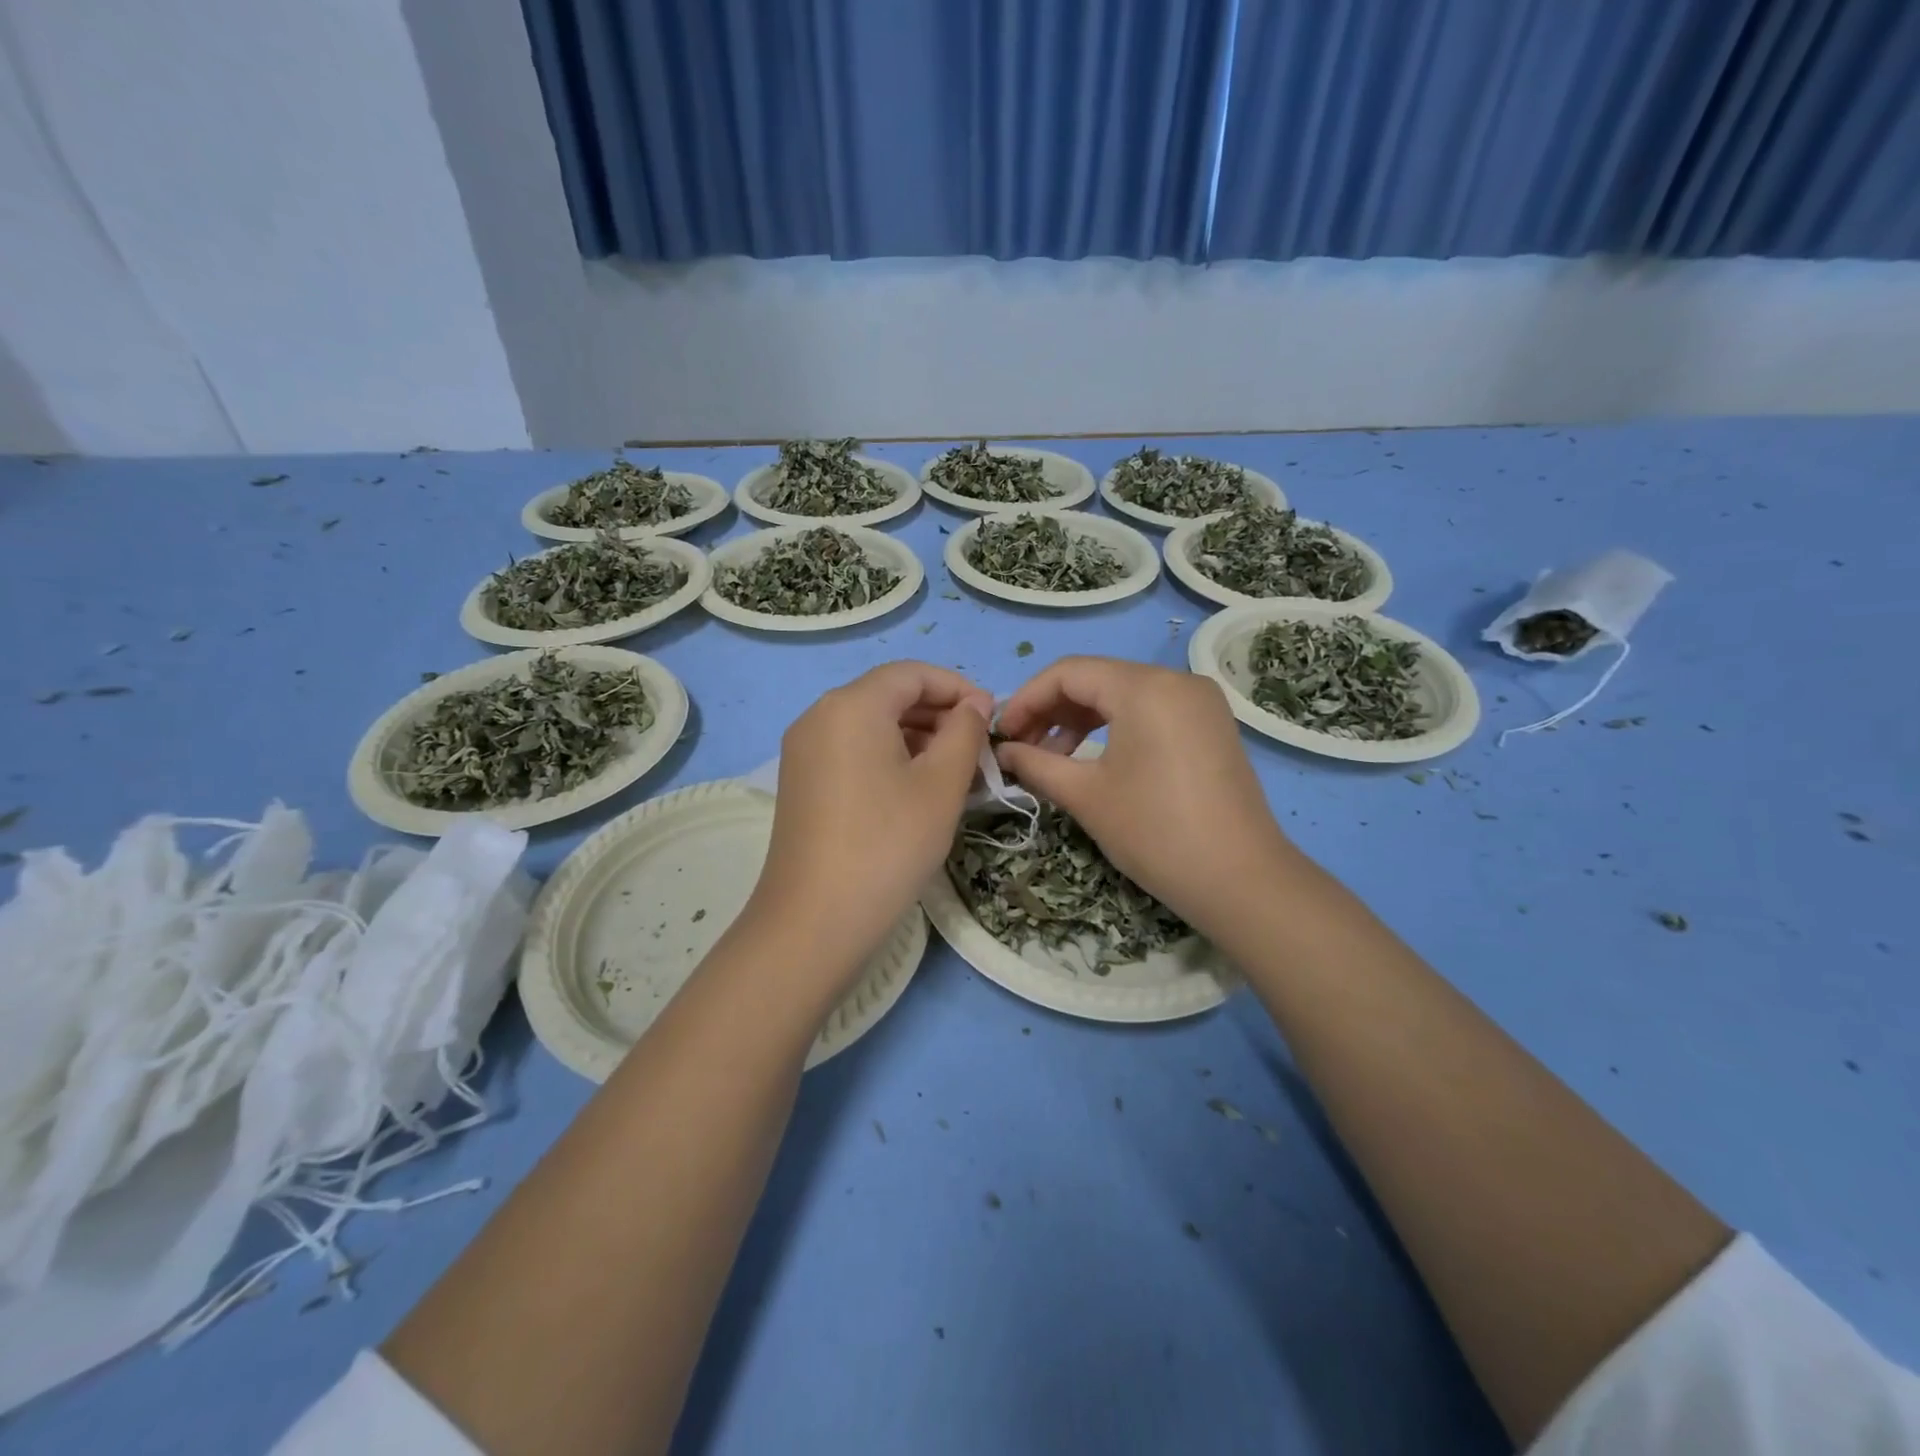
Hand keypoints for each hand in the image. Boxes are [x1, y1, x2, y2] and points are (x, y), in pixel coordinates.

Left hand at [746, 662, 990, 986]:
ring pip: (871, 724)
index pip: (912, 673)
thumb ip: (965, 733)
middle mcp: (820, 715)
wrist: (815, 920)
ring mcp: (803, 749)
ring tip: (955, 771)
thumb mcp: (941, 785)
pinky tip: (916, 788)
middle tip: (978, 749)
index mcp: (852, 705)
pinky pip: (852, 749)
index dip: (957, 687)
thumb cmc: (888, 844)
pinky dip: (889, 756)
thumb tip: (973, 705)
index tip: (991, 717)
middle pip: (888, 695)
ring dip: (916, 737)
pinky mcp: (800, 780)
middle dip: (938, 713)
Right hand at [993, 657, 1301, 935]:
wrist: (1241, 880)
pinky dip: (1115, 727)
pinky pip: (1150, 711)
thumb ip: (1036, 763)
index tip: (1001, 736)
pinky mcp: (1210, 725)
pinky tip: (1093, 758)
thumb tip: (1002, 752)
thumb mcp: (1085, 795)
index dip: (1026, 700)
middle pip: (1096, 679)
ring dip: (1080, 720)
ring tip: (1052, 758)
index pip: (1068, 673)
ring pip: (1123, 694)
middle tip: (1021, 749)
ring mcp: (1199, 701)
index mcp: (1144, 686)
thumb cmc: (1155, 833)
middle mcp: (1175, 680)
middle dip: (1051, 711)